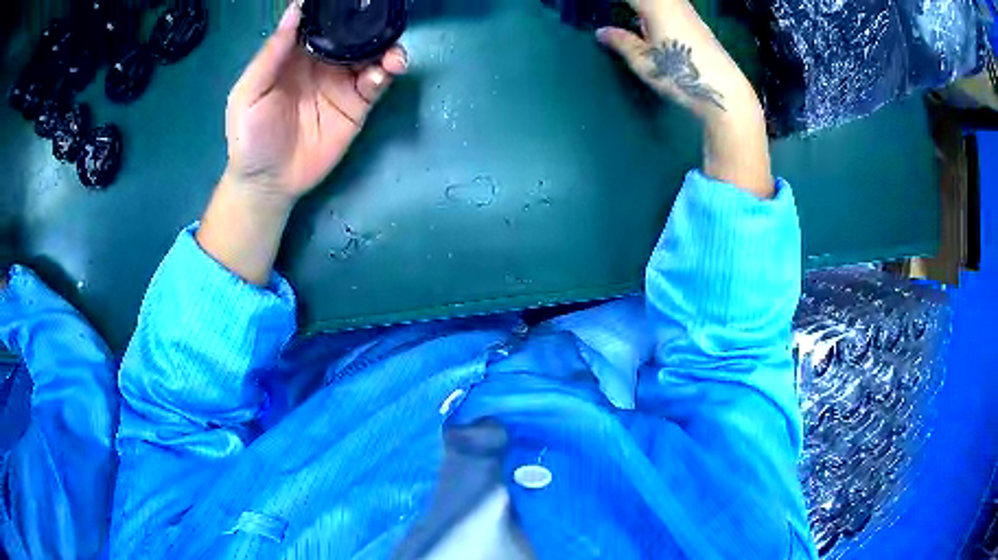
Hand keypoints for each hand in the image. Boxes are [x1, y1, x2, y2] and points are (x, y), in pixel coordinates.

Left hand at [199, 1, 405, 284]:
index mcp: (295, 55)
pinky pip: (376, 84)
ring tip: (392, 54)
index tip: (353, 0)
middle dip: (369, 26)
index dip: (334, 10)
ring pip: (371, 56)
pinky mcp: (357, 106)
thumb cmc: (250, 136)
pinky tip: (382, 75)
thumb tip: (296, 11)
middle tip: (382, 18)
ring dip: (386, 49)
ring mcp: (342, 83)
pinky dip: (384, 75)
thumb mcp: (249, 93)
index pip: (319, 24)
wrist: (268, 183)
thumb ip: (271, 54)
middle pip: (351, 36)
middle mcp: (323, 63)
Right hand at [595, 0, 756, 118]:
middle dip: (629, 4)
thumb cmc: (681, 74)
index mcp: (655, 4)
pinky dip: (654, 10)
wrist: (725, 92)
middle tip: (612, 13)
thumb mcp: (644, 62)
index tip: (596, 8)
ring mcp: (687, 12)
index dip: (612, 2)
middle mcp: (673, 2)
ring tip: (628, 18)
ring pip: (660, 1)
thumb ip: (622, 42)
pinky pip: (670, 6)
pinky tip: (648, 24)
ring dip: (642, 7)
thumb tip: (602, 32)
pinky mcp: (697, 23)